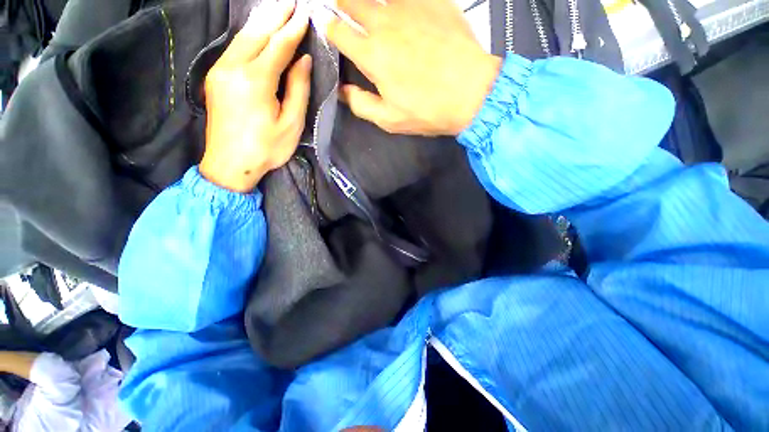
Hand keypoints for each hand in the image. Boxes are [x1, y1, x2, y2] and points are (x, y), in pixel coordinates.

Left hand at [200, 0, 311, 192]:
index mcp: (256, 81)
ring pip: (242, 38)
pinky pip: (234, 48)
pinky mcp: (215, 77)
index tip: (305, 15)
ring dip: (261, 22)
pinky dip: (249, 36)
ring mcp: (220, 71)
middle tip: (291, 3)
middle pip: (257, 34)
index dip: (293, 30)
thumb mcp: (291, 124)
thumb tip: (303, 60)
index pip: (278, 46)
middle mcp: (233, 68)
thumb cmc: (267, 148)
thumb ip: (298, 89)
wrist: (229, 164)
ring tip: (277, 10)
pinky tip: (258, 32)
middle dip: (276, 16)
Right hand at [327, 0, 501, 135]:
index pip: (337, 31)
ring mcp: (410, 7)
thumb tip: (341, 90)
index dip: (329, 29)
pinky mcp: (433, 1)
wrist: (471, 93)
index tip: (331, 31)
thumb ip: (361, 104)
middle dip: (343, 5)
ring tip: (375, 16)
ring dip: (369, 2)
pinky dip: (400, 3)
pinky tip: (403, 13)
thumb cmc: (427, 111)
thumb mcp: (389, 120)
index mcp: (372, 54)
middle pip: (351, 0)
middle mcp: (385, 23)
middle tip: (347, 12)